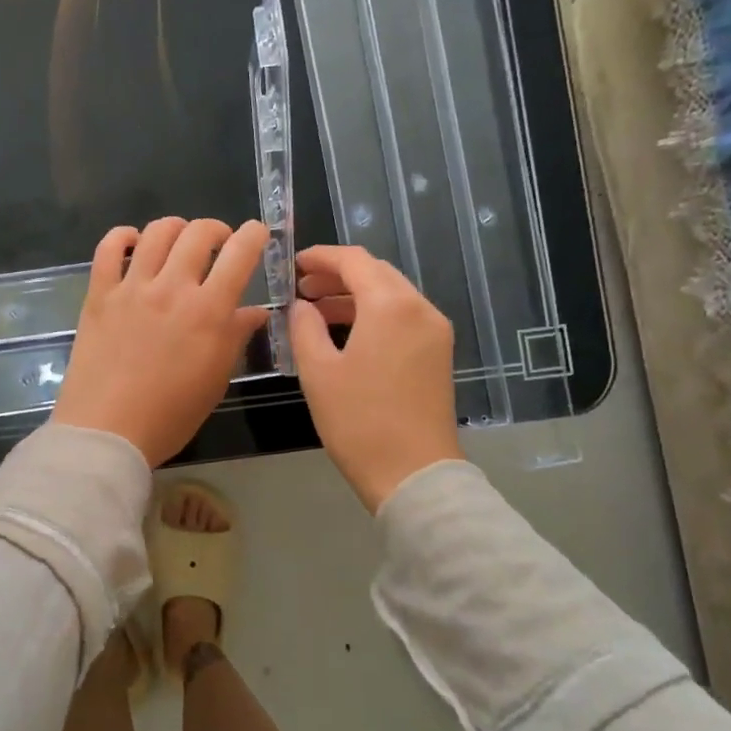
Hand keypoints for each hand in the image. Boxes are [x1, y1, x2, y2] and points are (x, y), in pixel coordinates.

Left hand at [54, 218, 270, 465]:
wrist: (107, 431)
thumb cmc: (170, 415)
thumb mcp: (216, 379)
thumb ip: (236, 337)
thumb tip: (255, 310)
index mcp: (208, 311)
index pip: (239, 254)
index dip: (253, 235)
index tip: (256, 233)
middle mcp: (172, 288)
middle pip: (198, 233)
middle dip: (217, 229)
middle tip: (219, 243)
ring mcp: (132, 288)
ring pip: (157, 233)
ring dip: (176, 228)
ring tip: (180, 240)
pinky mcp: (99, 294)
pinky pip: (108, 248)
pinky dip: (123, 236)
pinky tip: (133, 242)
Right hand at [289, 245, 463, 511]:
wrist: (413, 474)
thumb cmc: (359, 421)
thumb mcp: (318, 371)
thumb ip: (304, 327)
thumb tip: (301, 306)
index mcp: (390, 305)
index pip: (354, 260)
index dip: (321, 257)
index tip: (293, 264)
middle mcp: (420, 308)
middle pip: (377, 273)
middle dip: (337, 275)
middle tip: (301, 288)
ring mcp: (434, 331)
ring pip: (391, 295)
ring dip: (354, 296)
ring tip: (316, 311)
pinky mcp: (438, 354)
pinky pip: (403, 317)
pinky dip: (373, 314)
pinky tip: (345, 334)